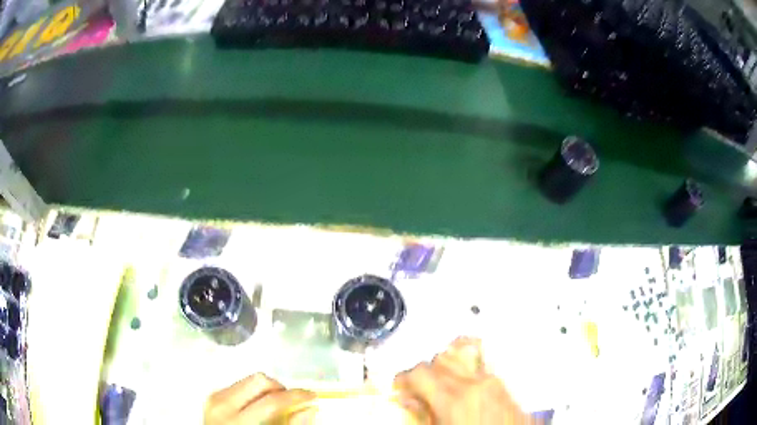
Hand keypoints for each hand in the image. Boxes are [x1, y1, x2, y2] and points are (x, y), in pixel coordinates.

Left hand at [204, 373, 314, 424]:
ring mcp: (214, 398)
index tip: (312, 396)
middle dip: (279, 388)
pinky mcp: (212, 395)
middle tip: (290, 400)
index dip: (296, 396)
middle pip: (258, 381)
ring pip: (248, 379)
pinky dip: (252, 392)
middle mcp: (222, 404)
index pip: (271, 400)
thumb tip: (310, 409)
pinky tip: (256, 406)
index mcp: (237, 420)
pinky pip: (237, 385)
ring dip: (266, 390)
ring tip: (273, 405)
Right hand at [394, 337, 532, 424]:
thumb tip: (409, 400)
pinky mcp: (505, 384)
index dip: (404, 378)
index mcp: (453, 399)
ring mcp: (493, 381)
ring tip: (442, 377)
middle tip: (419, 387)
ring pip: (463, 354)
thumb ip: (422, 414)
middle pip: (441, 359)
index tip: (401, 386)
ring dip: (448, 363)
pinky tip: (464, 377)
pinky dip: (469, 364)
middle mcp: (474, 383)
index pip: (419, 373)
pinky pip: (483, 364)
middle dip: (426, 371)